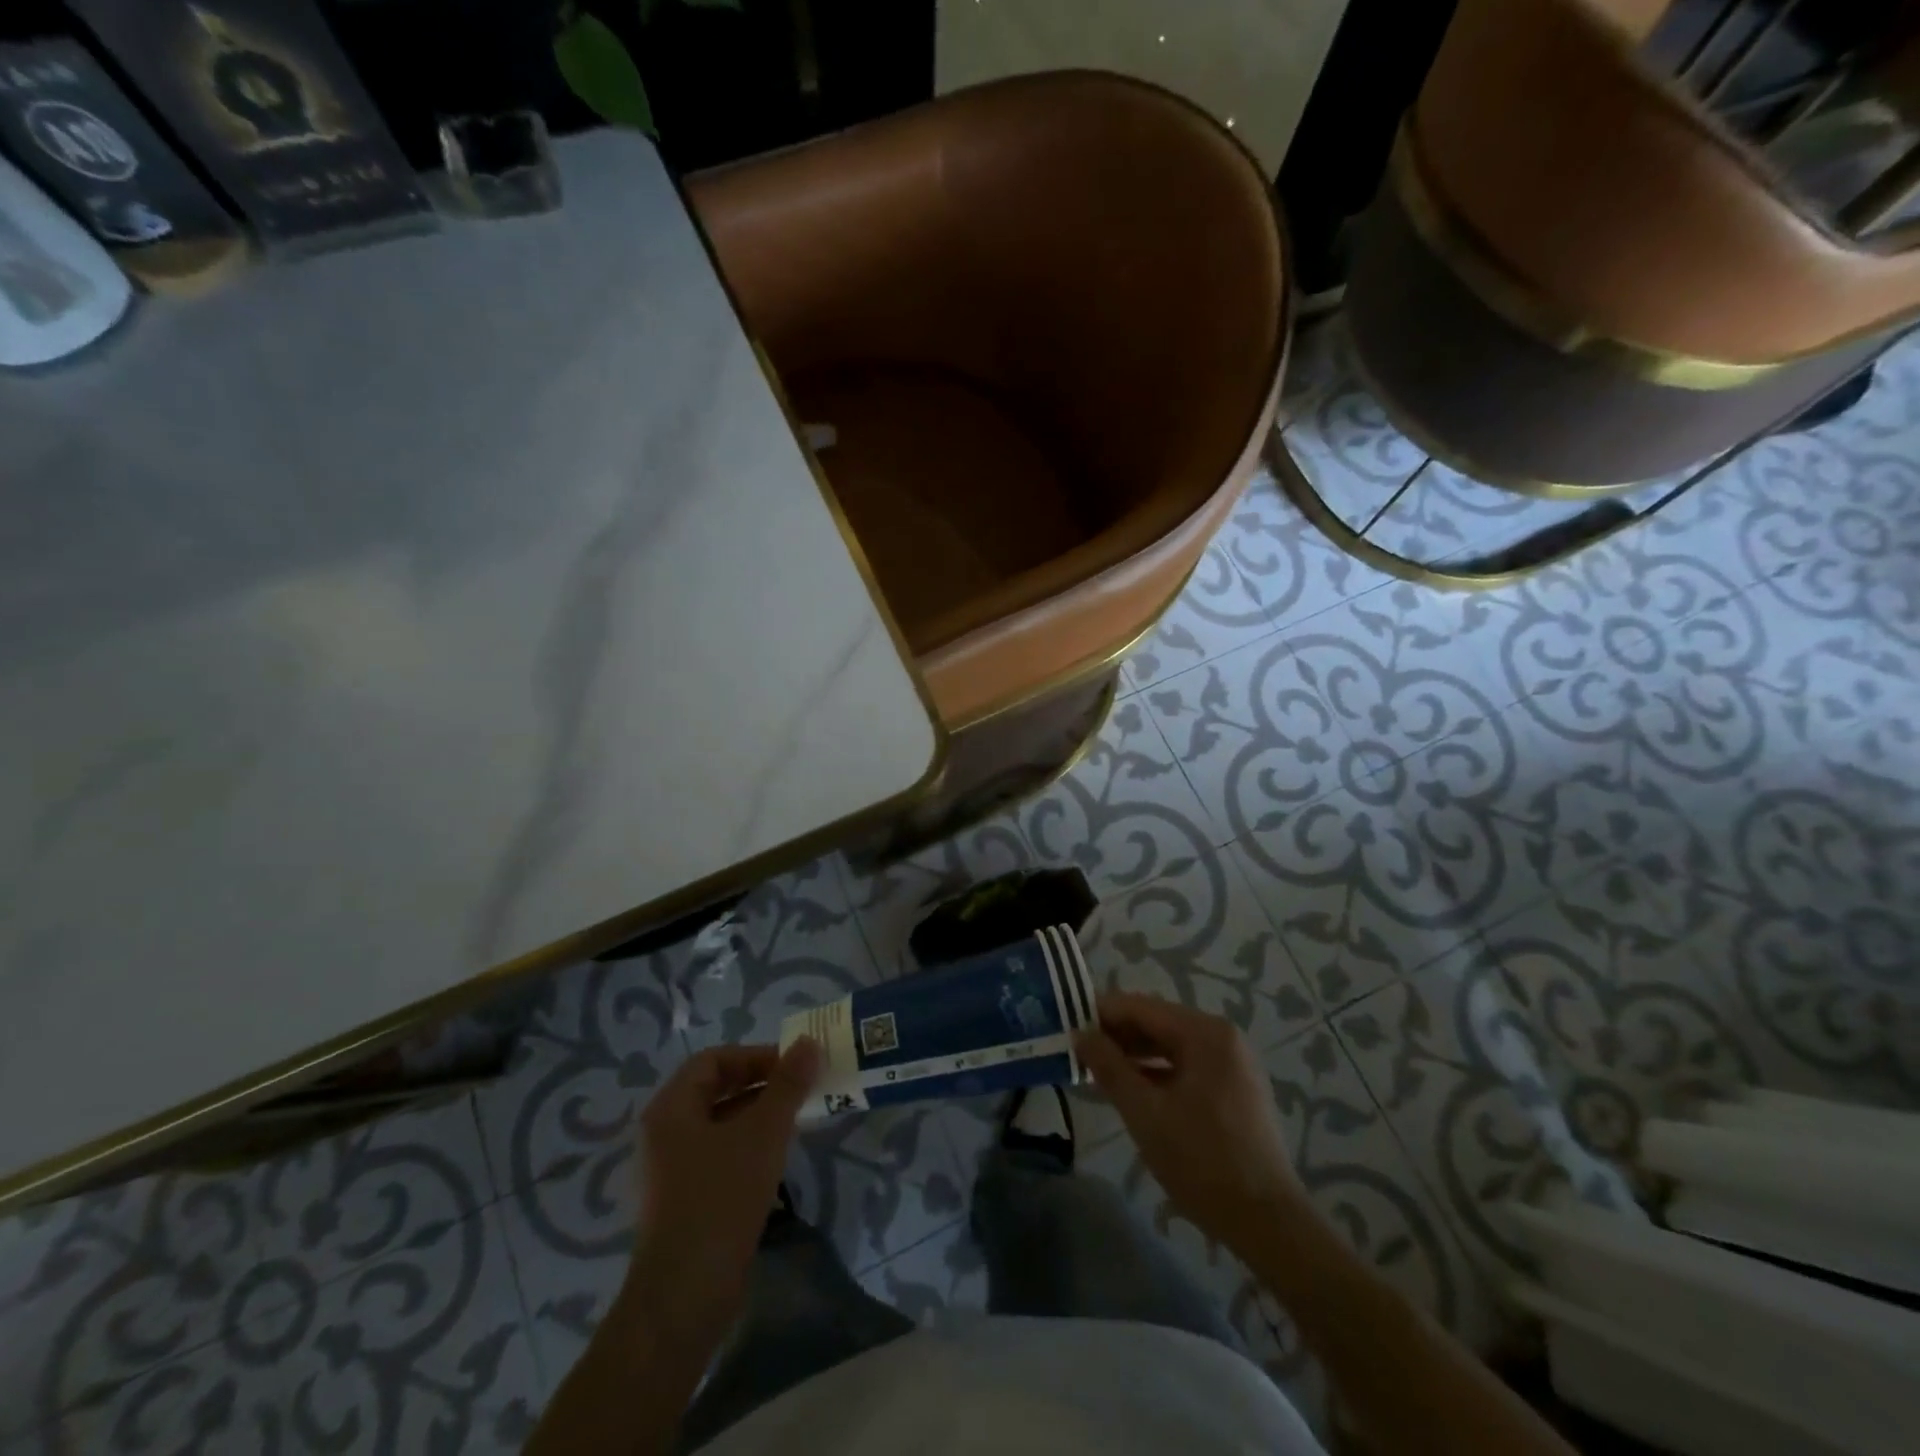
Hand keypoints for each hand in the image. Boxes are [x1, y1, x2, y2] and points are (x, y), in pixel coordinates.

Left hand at [624, 1038, 820, 1346]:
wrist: (684, 1298)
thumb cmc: (720, 1199)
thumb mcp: (762, 1134)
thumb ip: (788, 1085)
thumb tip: (809, 1041)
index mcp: (671, 1108)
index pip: (714, 1059)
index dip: (755, 1056)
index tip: (794, 1065)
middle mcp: (666, 1132)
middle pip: (717, 1089)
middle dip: (761, 1083)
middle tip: (802, 1088)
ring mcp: (673, 1169)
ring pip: (722, 1123)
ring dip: (760, 1114)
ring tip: (798, 1119)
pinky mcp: (686, 1200)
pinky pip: (721, 1154)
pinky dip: (750, 1146)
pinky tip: (778, 1158)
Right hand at [1075, 992, 1304, 1254]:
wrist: (1267, 1222)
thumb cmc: (1201, 1161)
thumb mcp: (1144, 1112)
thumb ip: (1109, 1067)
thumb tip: (1080, 1034)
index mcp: (1204, 1032)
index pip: (1140, 1007)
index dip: (1101, 1013)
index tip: (1066, 1024)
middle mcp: (1221, 1036)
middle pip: (1156, 1022)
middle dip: (1116, 1035)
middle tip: (1076, 1050)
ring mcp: (1231, 1062)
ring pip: (1170, 1045)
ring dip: (1133, 1054)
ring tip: (1095, 1069)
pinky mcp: (1233, 1087)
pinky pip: (1185, 1065)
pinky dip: (1156, 1071)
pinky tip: (1130, 1087)